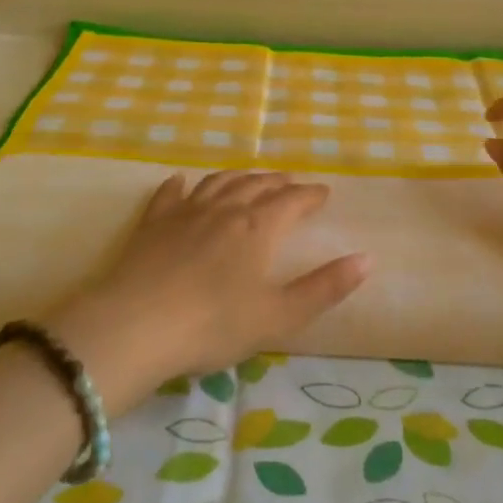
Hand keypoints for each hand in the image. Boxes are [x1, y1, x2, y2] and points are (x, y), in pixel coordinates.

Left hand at [42, 171, 369, 412]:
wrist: (136, 325)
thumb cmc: (214, 325)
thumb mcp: (279, 316)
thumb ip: (325, 288)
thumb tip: (367, 259)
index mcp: (259, 227)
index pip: (292, 201)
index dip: (310, 195)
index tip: (324, 193)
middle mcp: (225, 209)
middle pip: (258, 185)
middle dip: (279, 182)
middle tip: (292, 183)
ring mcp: (186, 212)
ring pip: (219, 183)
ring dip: (240, 177)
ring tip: (251, 178)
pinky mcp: (153, 223)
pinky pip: (171, 194)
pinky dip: (181, 185)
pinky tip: (181, 181)